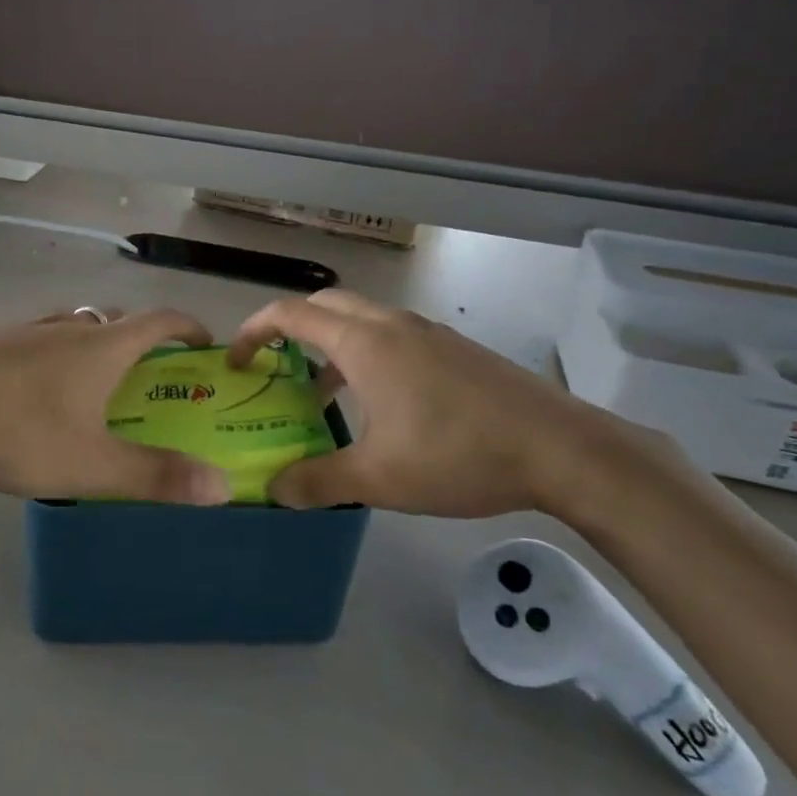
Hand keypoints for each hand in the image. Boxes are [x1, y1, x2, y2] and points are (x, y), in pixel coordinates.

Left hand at [0, 308, 231, 504]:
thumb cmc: (19, 432)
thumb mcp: (92, 465)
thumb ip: (156, 476)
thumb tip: (221, 485)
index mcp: (102, 347)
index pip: (160, 320)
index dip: (188, 327)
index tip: (204, 344)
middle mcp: (68, 326)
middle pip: (117, 319)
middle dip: (142, 340)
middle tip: (149, 376)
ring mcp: (26, 328)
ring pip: (74, 325)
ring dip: (95, 343)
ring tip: (93, 382)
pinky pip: (38, 337)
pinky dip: (54, 352)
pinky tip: (35, 386)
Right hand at [226, 289, 668, 518]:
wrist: (560, 448)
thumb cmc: (458, 455)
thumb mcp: (378, 478)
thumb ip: (318, 481)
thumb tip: (274, 490)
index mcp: (363, 343)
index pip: (290, 314)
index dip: (253, 331)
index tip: (235, 360)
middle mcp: (391, 325)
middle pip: (324, 305)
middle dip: (289, 329)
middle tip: (272, 368)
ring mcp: (427, 333)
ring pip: (360, 321)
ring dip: (329, 346)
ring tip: (320, 396)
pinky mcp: (452, 350)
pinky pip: (390, 337)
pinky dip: (364, 355)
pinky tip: (379, 407)